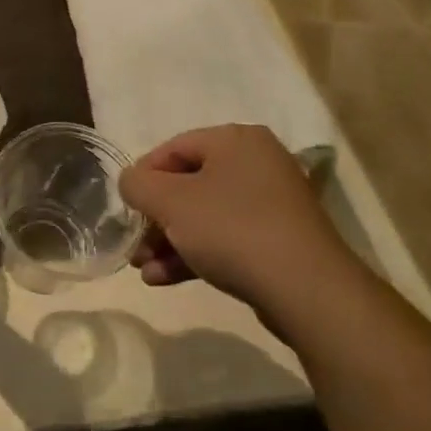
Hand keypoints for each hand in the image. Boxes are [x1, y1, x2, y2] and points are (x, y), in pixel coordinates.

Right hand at [118, 125, 355, 311]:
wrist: (306, 290)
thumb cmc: (232, 229)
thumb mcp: (171, 202)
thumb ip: (138, 185)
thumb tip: (131, 182)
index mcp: (236, 140)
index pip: (174, 148)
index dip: (143, 176)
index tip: (124, 207)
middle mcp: (257, 163)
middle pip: (189, 184)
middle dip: (156, 217)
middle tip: (134, 244)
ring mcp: (272, 204)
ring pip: (206, 215)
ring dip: (170, 240)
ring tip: (143, 269)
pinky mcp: (279, 241)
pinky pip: (227, 238)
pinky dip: (195, 253)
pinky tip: (165, 279)